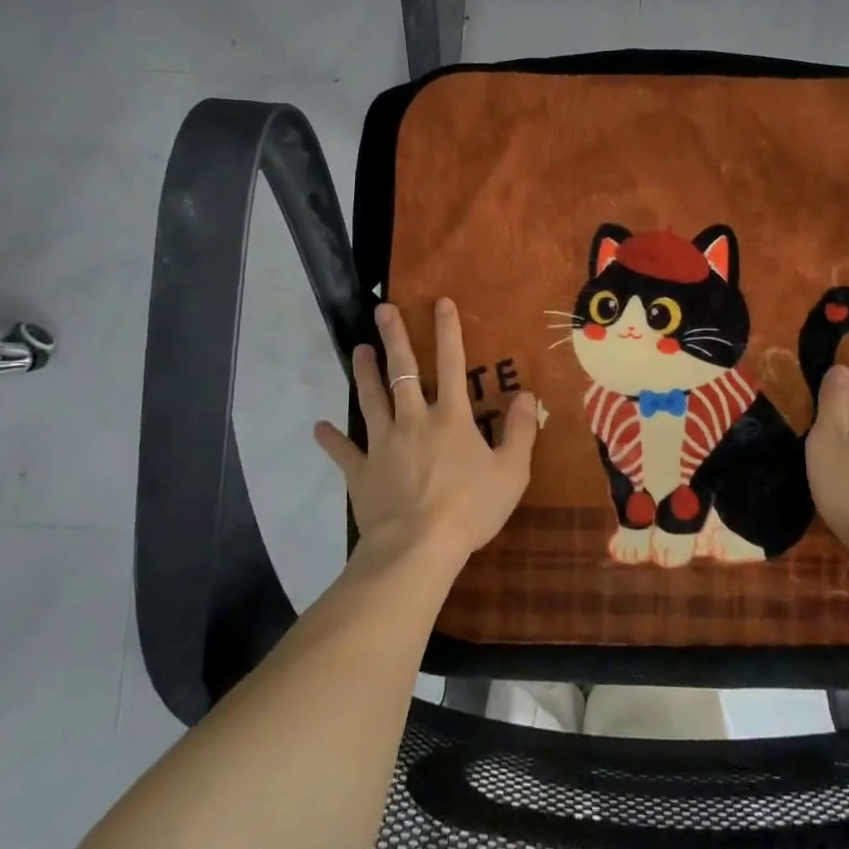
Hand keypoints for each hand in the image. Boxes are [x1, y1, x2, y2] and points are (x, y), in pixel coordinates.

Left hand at [314, 298, 538, 565]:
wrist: (419, 546)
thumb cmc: (471, 508)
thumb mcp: (512, 471)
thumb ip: (521, 431)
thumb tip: (528, 395)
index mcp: (451, 417)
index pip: (452, 364)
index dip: (448, 331)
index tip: (440, 302)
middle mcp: (414, 420)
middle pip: (403, 371)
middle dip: (394, 337)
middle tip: (382, 310)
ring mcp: (383, 444)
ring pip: (372, 399)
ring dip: (365, 373)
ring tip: (358, 349)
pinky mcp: (362, 471)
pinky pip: (344, 451)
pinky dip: (331, 439)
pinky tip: (320, 427)